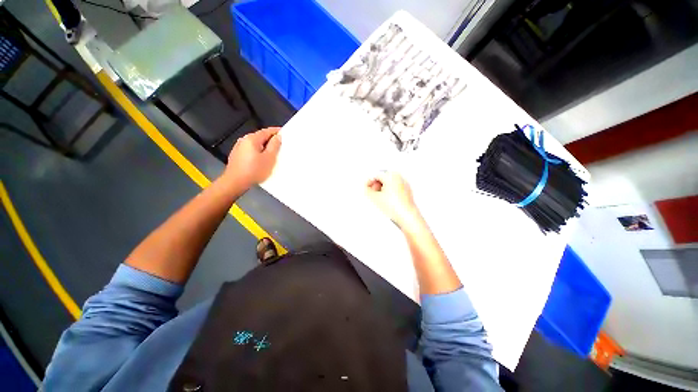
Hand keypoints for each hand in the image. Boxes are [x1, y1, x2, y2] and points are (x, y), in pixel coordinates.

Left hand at [223, 127, 281, 189]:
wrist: (235, 182)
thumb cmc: (255, 170)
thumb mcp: (269, 158)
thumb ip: (274, 145)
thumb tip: (278, 136)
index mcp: (252, 139)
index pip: (266, 131)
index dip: (276, 131)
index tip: (284, 132)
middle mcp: (244, 140)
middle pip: (260, 136)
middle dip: (270, 139)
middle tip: (281, 143)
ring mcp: (239, 147)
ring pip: (255, 143)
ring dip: (264, 145)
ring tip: (273, 151)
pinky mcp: (237, 155)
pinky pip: (250, 149)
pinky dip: (258, 151)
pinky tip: (262, 158)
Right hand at [366, 171, 420, 227]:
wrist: (407, 216)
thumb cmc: (394, 206)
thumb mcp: (374, 198)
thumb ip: (367, 190)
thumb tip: (366, 188)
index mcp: (391, 176)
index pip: (376, 175)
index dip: (369, 182)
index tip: (366, 188)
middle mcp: (399, 177)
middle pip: (384, 178)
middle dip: (376, 185)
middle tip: (372, 193)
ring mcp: (405, 184)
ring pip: (390, 183)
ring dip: (383, 189)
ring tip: (379, 198)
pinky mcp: (407, 192)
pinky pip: (396, 188)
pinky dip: (390, 192)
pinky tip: (387, 201)